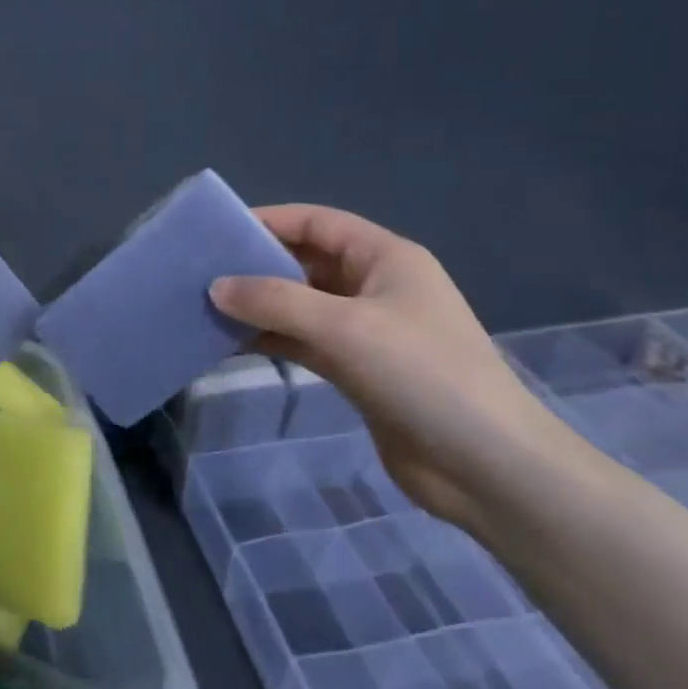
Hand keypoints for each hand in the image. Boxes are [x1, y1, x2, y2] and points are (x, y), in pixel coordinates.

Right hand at [208, 204, 570, 526]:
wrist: (487, 468)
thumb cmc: (422, 375)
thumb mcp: (343, 327)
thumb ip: (274, 301)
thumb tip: (215, 287)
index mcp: (386, 258)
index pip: (316, 222)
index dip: (267, 220)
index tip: (216, 232)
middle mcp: (375, 286)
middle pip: (304, 262)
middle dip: (254, 265)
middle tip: (200, 273)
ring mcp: (366, 330)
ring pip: (299, 304)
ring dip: (257, 306)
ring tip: (204, 308)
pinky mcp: (358, 369)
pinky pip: (302, 341)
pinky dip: (269, 339)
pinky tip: (230, 344)